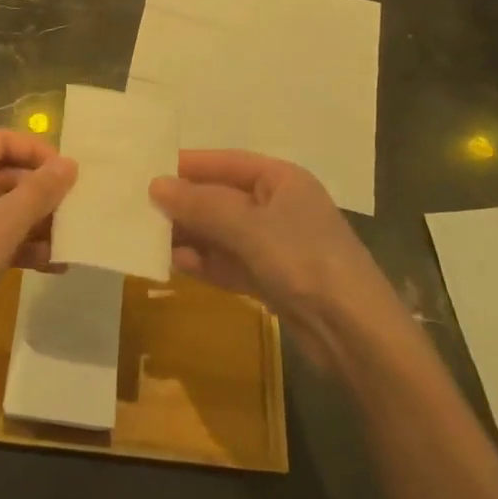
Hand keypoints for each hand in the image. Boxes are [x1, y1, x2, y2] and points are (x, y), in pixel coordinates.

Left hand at [0, 129, 77, 365]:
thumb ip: (40, 190)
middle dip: (41, 190)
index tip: (67, 171)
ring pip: (5, 208)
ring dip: (37, 221)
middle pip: (6, 173)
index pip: (2, 139)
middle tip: (75, 207)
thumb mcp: (7, 221)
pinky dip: (23, 246)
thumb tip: (70, 163)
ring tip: (70, 239)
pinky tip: (53, 264)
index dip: (35, 150)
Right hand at [150, 149, 399, 365]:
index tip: (149, 171)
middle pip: (222, 198)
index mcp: (282, 180)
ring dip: (191, 235)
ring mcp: (277, 246)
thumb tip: (155, 185)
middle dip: (186, 205)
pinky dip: (205, 262)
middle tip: (141, 209)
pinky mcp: (273, 281)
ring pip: (223, 233)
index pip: (226, 163)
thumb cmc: (304, 261)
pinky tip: (176, 263)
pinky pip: (230, 263)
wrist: (356, 335)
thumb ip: (200, 205)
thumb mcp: (248, 227)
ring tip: (151, 238)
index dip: (189, 166)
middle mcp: (279, 207)